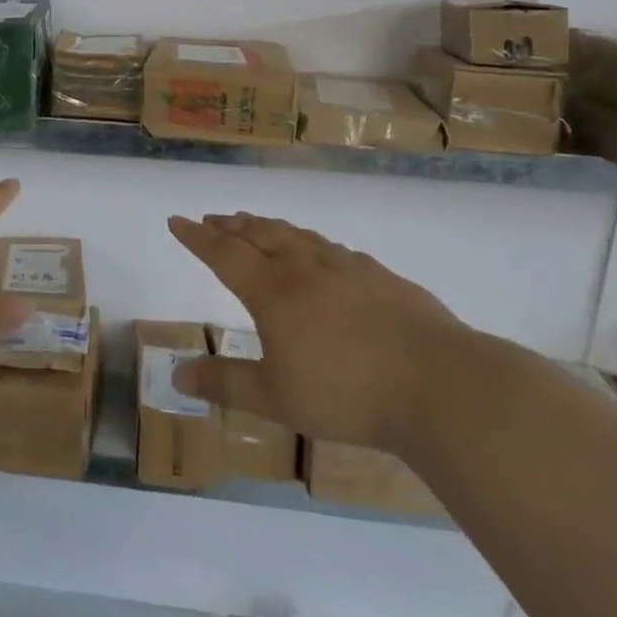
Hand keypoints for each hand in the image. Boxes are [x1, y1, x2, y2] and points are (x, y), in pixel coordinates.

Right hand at [167, 213, 467, 448]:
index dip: (196, 237)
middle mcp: (304, 267)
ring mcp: (346, 267)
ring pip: (297, 235)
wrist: (439, 384)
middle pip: (259, 235)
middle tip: (212, 218)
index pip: (223, 254)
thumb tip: (176, 375)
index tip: (176, 221)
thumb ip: (225, 384)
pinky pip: (334, 249)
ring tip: (255, 223)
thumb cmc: (346, 392)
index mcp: (273, 290)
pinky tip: (321, 252)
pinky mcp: (381, 277)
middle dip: (230, 226)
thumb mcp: (276, 398)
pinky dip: (312, 243)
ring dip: (269, 227)